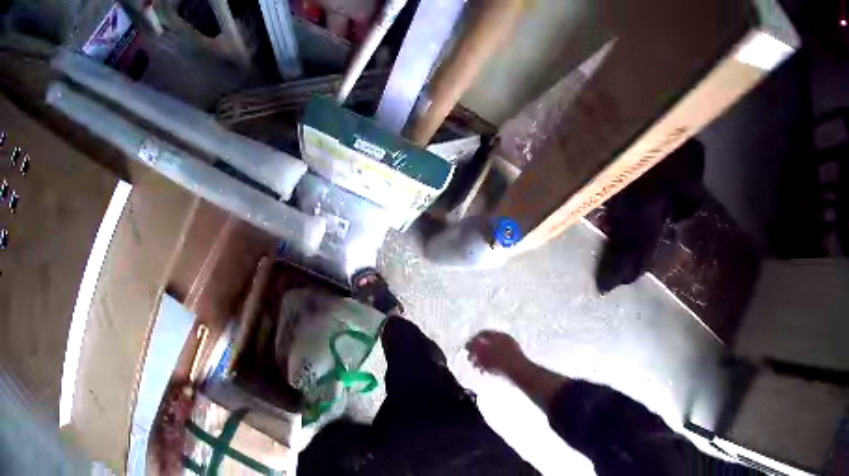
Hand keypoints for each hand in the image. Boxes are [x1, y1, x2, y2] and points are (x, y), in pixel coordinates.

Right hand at [466, 330, 527, 376]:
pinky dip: (490, 366)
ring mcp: (509, 350)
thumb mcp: (482, 354)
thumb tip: (468, 344)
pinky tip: (486, 372)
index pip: (481, 334)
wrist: (518, 372)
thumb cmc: (499, 362)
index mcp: (498, 335)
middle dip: (477, 353)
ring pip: (491, 353)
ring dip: (482, 361)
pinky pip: (497, 361)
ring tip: (478, 369)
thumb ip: (473, 347)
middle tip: (471, 361)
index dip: (472, 341)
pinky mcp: (512, 361)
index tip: (466, 350)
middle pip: (486, 343)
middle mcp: (505, 340)